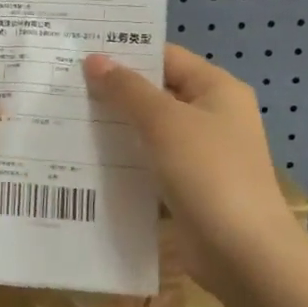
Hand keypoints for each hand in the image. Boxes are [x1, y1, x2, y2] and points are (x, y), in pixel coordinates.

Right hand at [84, 45, 298, 292]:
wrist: (243, 253)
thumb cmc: (208, 172)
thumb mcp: (163, 122)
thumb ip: (127, 89)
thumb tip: (94, 60)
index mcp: (217, 89)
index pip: (165, 57)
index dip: (126, 53)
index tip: (80, 53)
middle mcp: (212, 115)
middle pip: (156, 92)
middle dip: (114, 91)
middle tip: (64, 85)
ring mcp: (201, 154)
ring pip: (150, 129)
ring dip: (115, 126)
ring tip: (65, 118)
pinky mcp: (189, 186)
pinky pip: (150, 162)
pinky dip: (124, 158)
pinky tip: (87, 159)